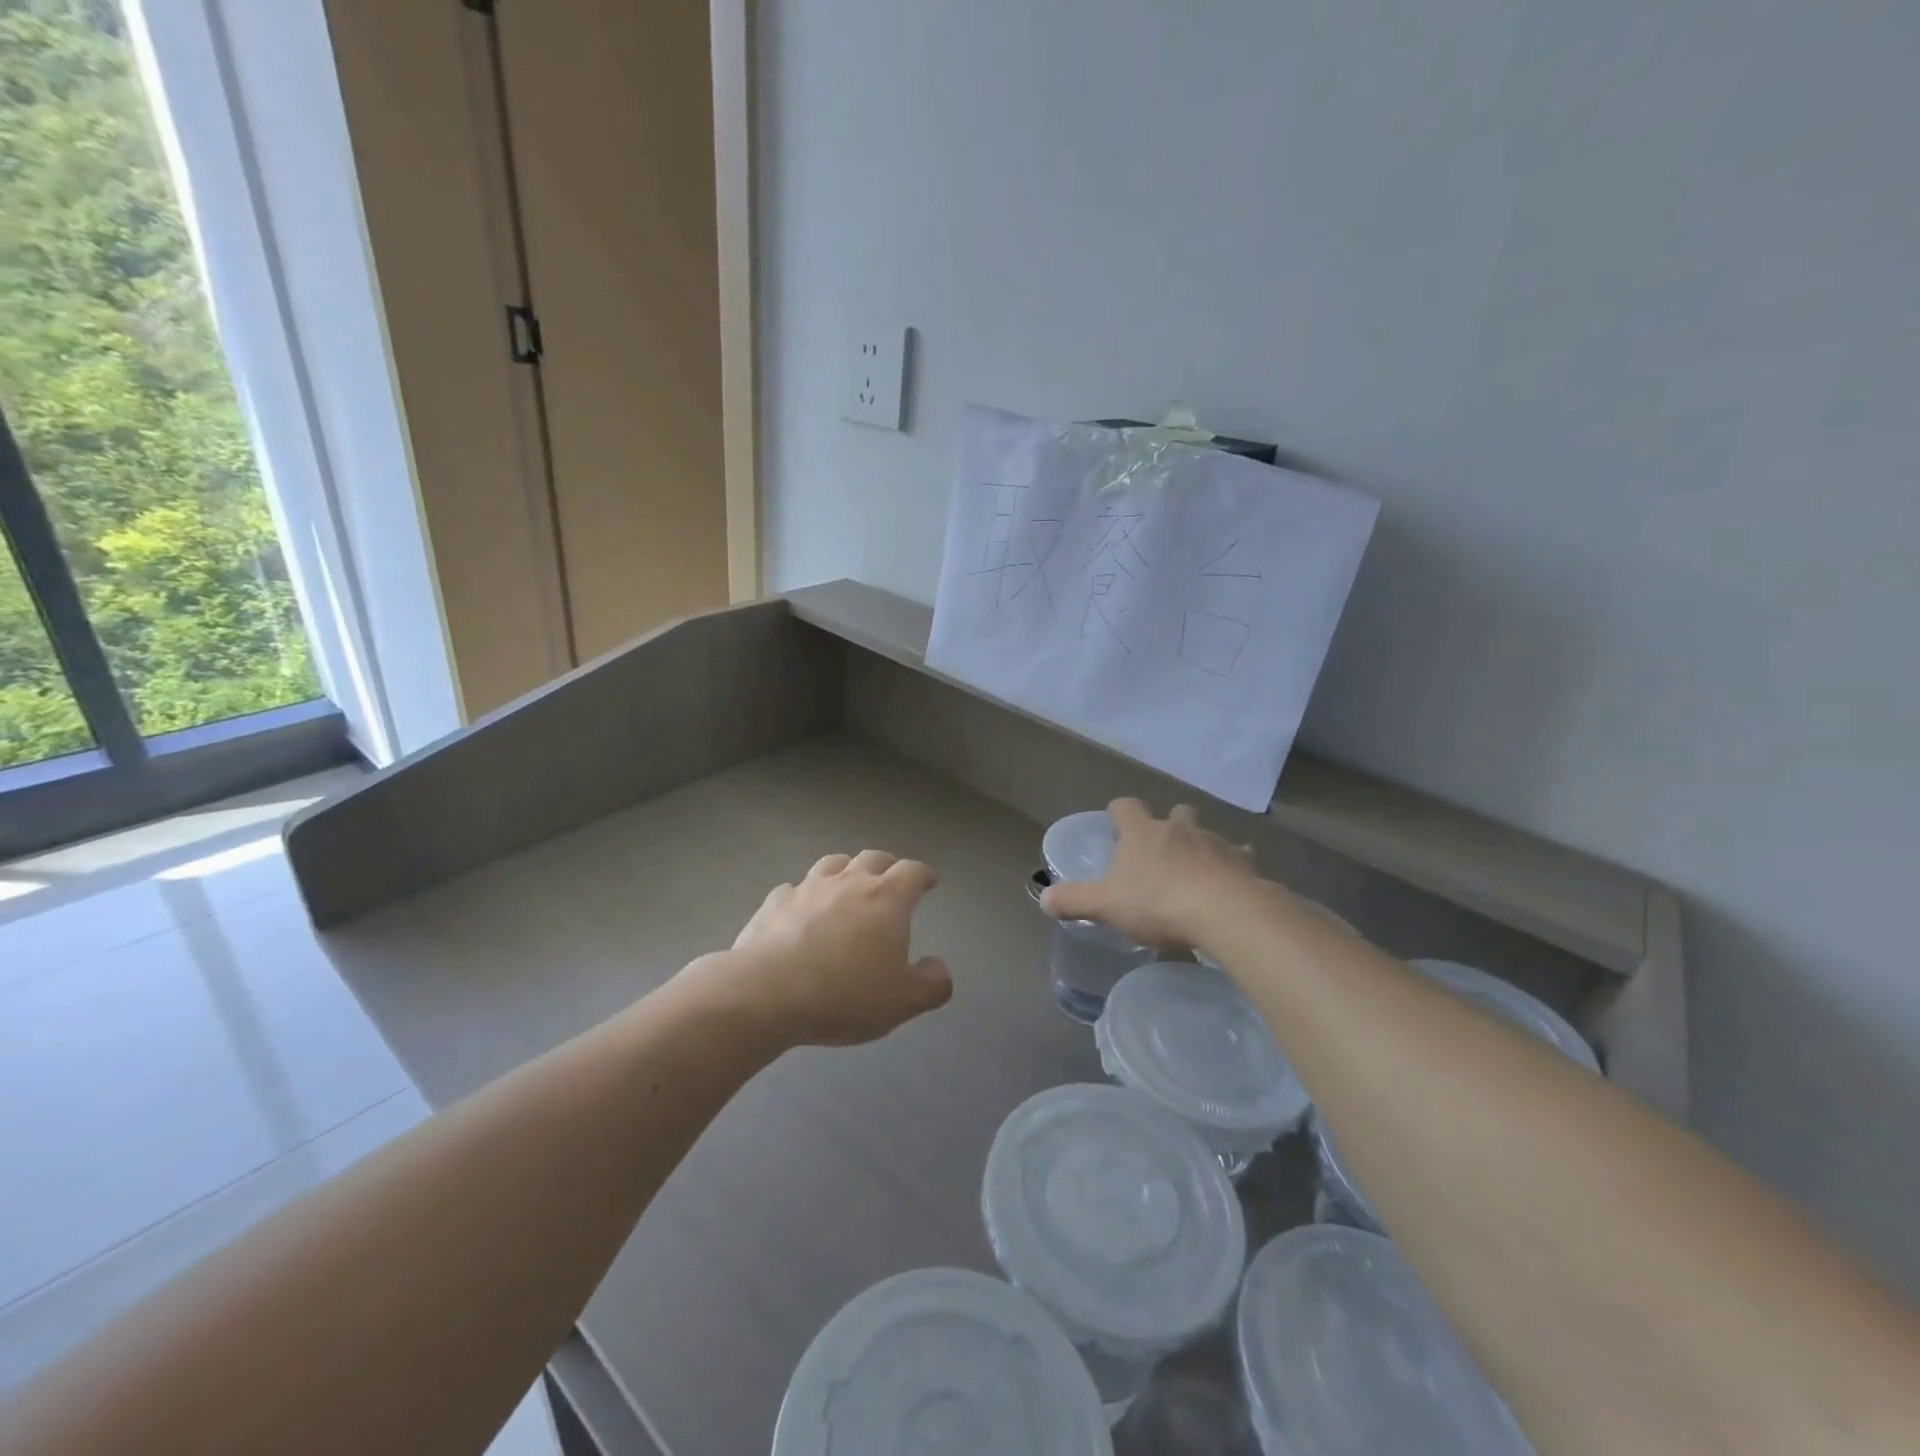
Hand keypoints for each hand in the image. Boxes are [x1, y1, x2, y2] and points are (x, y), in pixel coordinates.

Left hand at [711, 850, 952, 1047]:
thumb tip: (938, 966)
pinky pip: (795, 888)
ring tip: (847, 885)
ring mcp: (808, 888)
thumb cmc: (845, 995)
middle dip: (888, 865)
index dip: (924, 875)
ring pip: (833, 863)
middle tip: (891, 881)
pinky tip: (801, 911)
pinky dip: (805, 894)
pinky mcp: (775, 902)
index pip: (912, 871)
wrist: (766, 994)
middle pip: (874, 857)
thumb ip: (931, 984)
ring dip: (846, 870)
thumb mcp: (903, 1002)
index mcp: (887, 898)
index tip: (928, 882)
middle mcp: (849, 882)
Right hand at [1039, 799, 1256, 949]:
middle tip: (1161, 848)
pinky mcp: (1244, 862)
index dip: (1119, 812)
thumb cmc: (1157, 902)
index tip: (1116, 822)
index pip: (1126, 806)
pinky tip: (1231, 884)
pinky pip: (1239, 857)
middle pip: (1174, 812)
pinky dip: (1234, 865)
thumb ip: (1075, 900)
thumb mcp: (1106, 905)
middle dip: (1168, 823)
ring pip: (1207, 833)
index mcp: (1142, 832)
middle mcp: (1179, 828)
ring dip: (1201, 845)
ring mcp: (1215, 842)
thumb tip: (1044, 899)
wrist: (1224, 912)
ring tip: (1197, 870)